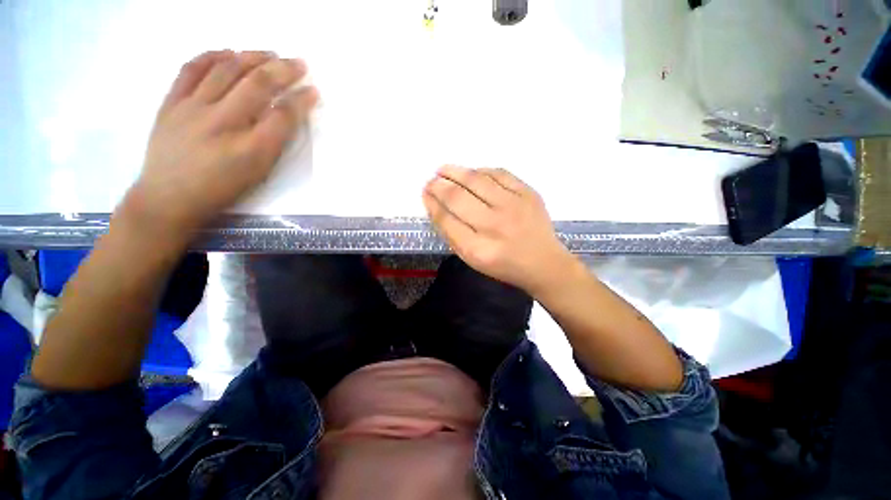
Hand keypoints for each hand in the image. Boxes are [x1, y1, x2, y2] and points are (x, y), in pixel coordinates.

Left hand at [122, 50, 318, 237]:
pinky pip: (191, 69)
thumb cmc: (221, 190)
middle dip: (283, 70)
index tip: (313, 90)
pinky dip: (212, 55)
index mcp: (251, 149)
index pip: (282, 115)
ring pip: (226, 70)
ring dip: (252, 57)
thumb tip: (285, 115)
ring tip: (269, 53)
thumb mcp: (258, 174)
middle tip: (299, 62)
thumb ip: (274, 144)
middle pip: (257, 85)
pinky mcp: (171, 102)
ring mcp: (193, 109)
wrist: (169, 198)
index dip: (301, 100)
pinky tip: (228, 52)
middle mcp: (223, 123)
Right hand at [423, 165, 571, 293]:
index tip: (425, 193)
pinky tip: (471, 172)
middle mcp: (494, 226)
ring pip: (476, 180)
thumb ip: (453, 235)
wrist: (543, 263)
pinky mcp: (528, 194)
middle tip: (431, 180)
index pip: (446, 220)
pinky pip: (498, 173)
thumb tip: (437, 205)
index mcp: (478, 249)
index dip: (432, 203)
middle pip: (457, 197)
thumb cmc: (504, 265)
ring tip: (443, 169)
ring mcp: (514, 206)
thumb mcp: (473, 260)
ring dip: (454, 171)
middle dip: (438, 185)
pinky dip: (480, 171)